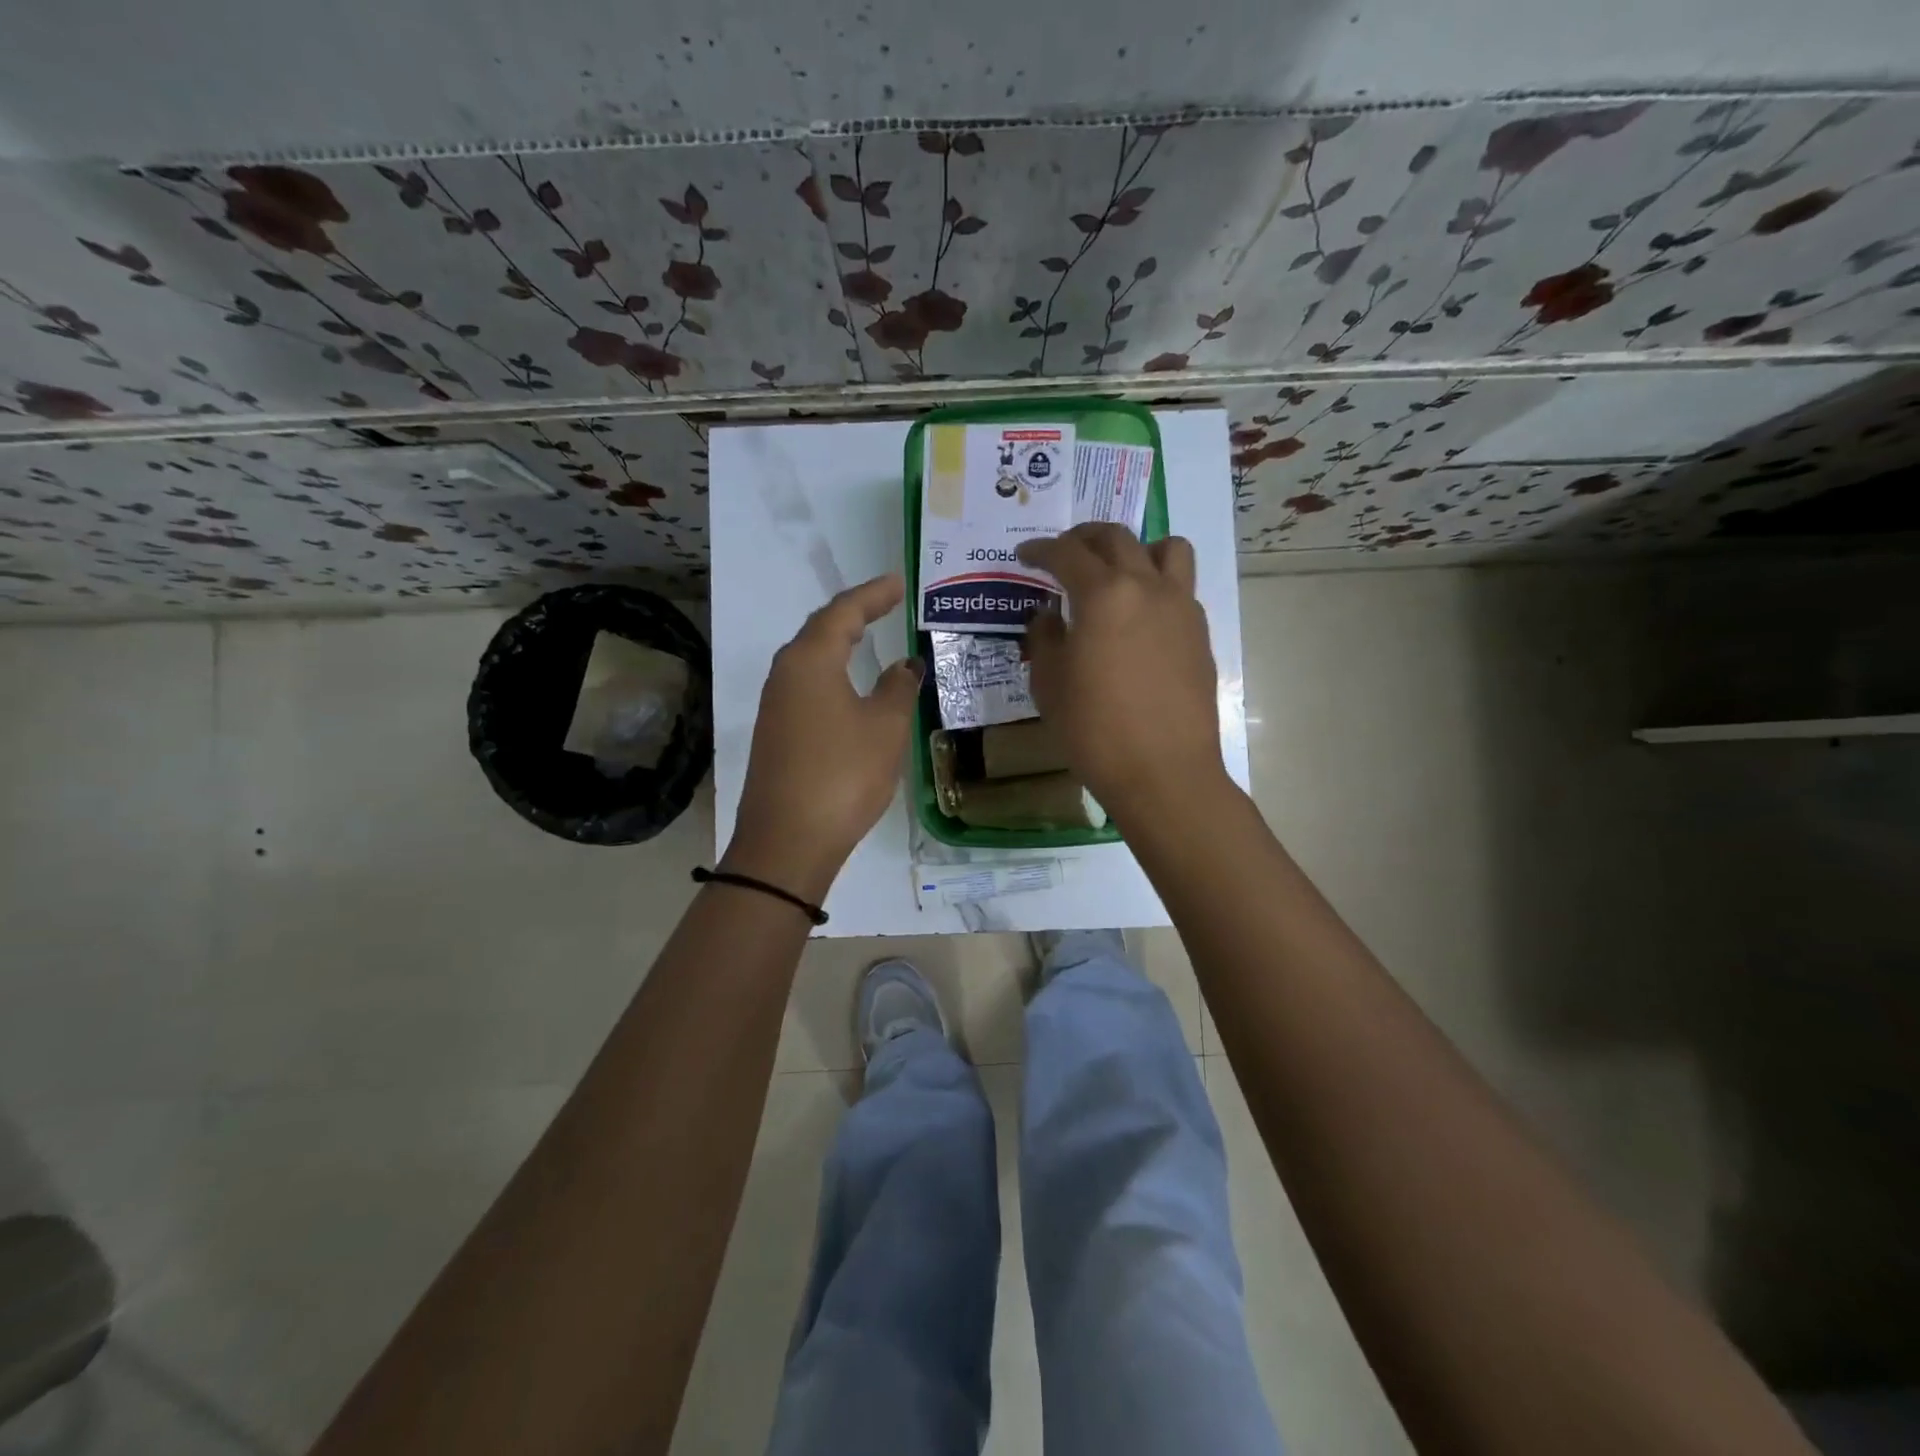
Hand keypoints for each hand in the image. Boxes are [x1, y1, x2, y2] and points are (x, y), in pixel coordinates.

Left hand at [727, 574, 921, 899]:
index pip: (843, 612)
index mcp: (809, 661)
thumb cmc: (843, 774)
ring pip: (809, 660)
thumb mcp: (885, 727)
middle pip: (820, 630)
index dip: (873, 595)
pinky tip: (847, 686)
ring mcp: (774, 706)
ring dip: (839, 644)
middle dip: (853, 614)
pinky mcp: (775, 734)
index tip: (899, 583)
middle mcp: (784, 675)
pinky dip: (831, 674)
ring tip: (868, 635)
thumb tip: (904, 665)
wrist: (788, 842)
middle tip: (885, 603)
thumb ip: (898, 688)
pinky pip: (806, 687)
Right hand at [1018, 524, 1227, 824]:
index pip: (1067, 553)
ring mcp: (1181, 607)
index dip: (1040, 550)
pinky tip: (1139, 616)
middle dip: (1084, 538)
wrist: (1163, 772)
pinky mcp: (1200, 632)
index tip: (1025, 555)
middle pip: (1116, 538)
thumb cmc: (1094, 731)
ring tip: (1117, 571)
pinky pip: (1180, 586)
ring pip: (1166, 549)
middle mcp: (1146, 587)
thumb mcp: (1049, 685)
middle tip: (1064, 553)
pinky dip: (1157, 584)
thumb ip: (1045, 638)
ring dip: (1136, 548)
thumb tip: (1050, 615)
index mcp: (1103, 595)